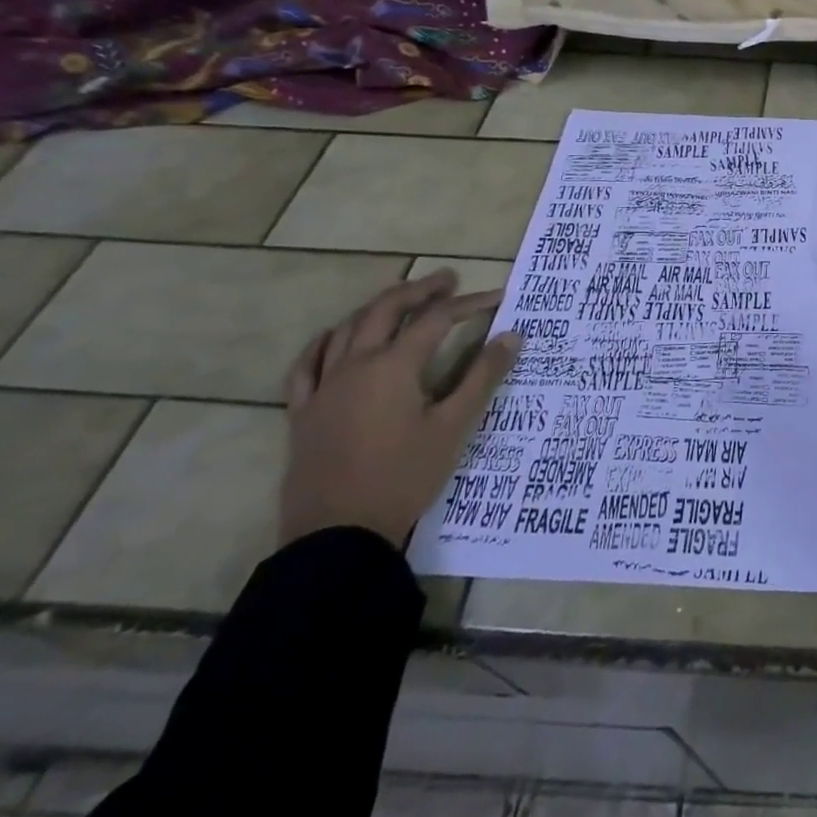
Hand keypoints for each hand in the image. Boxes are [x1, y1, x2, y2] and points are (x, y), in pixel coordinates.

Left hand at [279, 268, 519, 549]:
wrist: (338, 536)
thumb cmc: (403, 478)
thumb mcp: (453, 427)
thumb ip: (483, 377)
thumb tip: (513, 336)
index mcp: (393, 366)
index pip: (436, 320)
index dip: (469, 304)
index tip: (497, 297)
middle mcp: (355, 365)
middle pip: (385, 310)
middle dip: (419, 290)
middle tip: (448, 280)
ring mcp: (323, 388)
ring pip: (347, 329)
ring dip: (378, 307)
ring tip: (402, 300)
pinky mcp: (303, 412)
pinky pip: (307, 365)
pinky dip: (324, 342)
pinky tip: (336, 337)